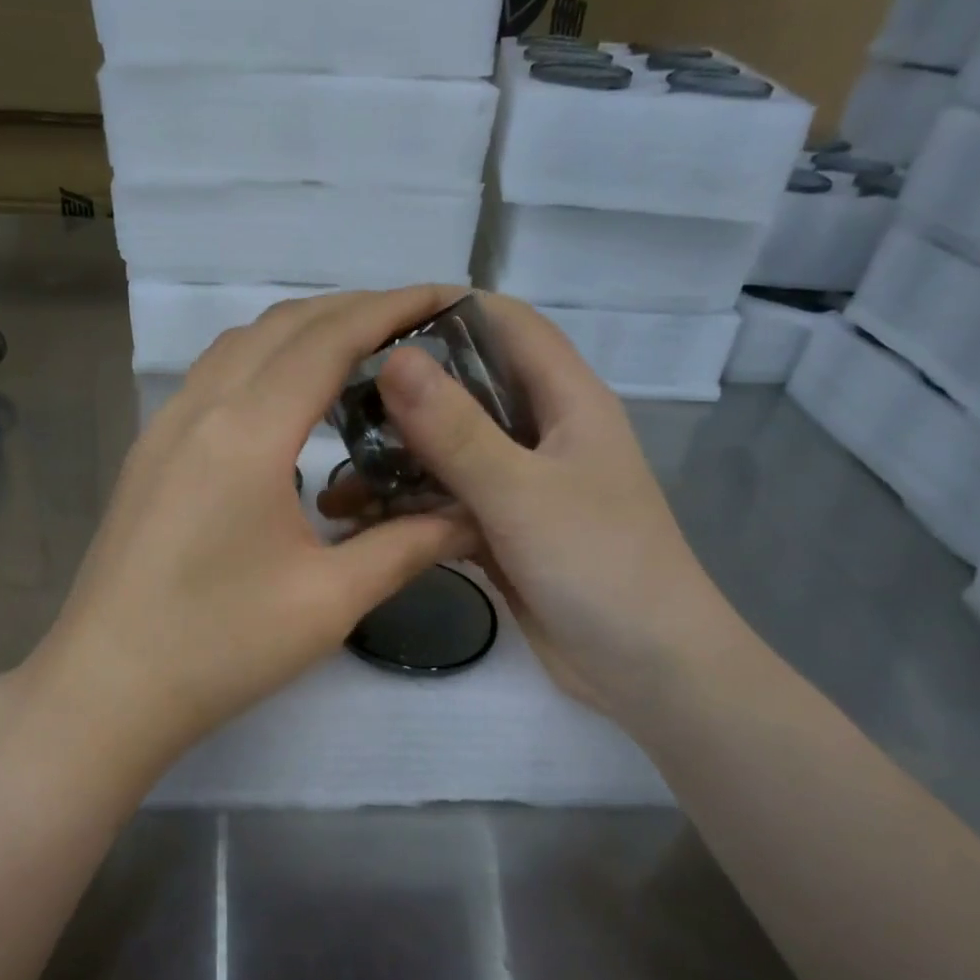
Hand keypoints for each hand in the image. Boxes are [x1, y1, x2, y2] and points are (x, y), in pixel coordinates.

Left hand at [23, 287, 476, 776]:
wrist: (107, 690)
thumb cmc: (220, 648)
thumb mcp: (329, 601)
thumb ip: (406, 546)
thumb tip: (470, 516)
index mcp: (247, 433)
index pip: (329, 338)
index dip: (392, 308)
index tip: (448, 296)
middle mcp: (199, 409)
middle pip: (283, 326)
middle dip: (354, 310)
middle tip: (417, 326)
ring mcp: (163, 430)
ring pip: (241, 346)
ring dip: (304, 333)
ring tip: (362, 356)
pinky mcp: (149, 457)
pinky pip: (213, 380)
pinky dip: (264, 365)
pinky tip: (292, 407)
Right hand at [321, 292, 738, 721]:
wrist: (646, 669)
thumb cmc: (599, 565)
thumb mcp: (521, 492)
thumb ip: (456, 430)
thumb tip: (394, 359)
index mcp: (567, 401)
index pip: (507, 325)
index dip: (446, 310)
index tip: (373, 323)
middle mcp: (544, 434)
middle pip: (469, 390)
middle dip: (406, 393)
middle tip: (334, 403)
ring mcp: (523, 488)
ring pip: (452, 455)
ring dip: (400, 462)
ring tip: (335, 474)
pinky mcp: (506, 534)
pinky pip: (450, 507)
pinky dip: (412, 510)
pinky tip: (362, 522)